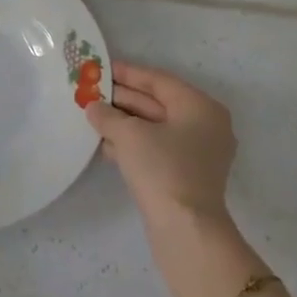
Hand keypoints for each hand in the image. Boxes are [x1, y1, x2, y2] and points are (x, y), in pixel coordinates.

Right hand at [87, 61, 235, 226]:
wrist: (185, 229)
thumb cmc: (162, 169)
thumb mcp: (129, 135)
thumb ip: (108, 116)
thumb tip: (93, 107)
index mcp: (200, 107)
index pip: (159, 81)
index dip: (128, 73)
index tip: (101, 67)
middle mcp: (205, 125)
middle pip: (158, 103)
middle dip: (123, 99)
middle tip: (91, 92)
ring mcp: (198, 153)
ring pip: (156, 128)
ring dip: (125, 123)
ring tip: (93, 117)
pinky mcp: (187, 175)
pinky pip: (157, 149)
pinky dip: (134, 145)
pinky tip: (107, 146)